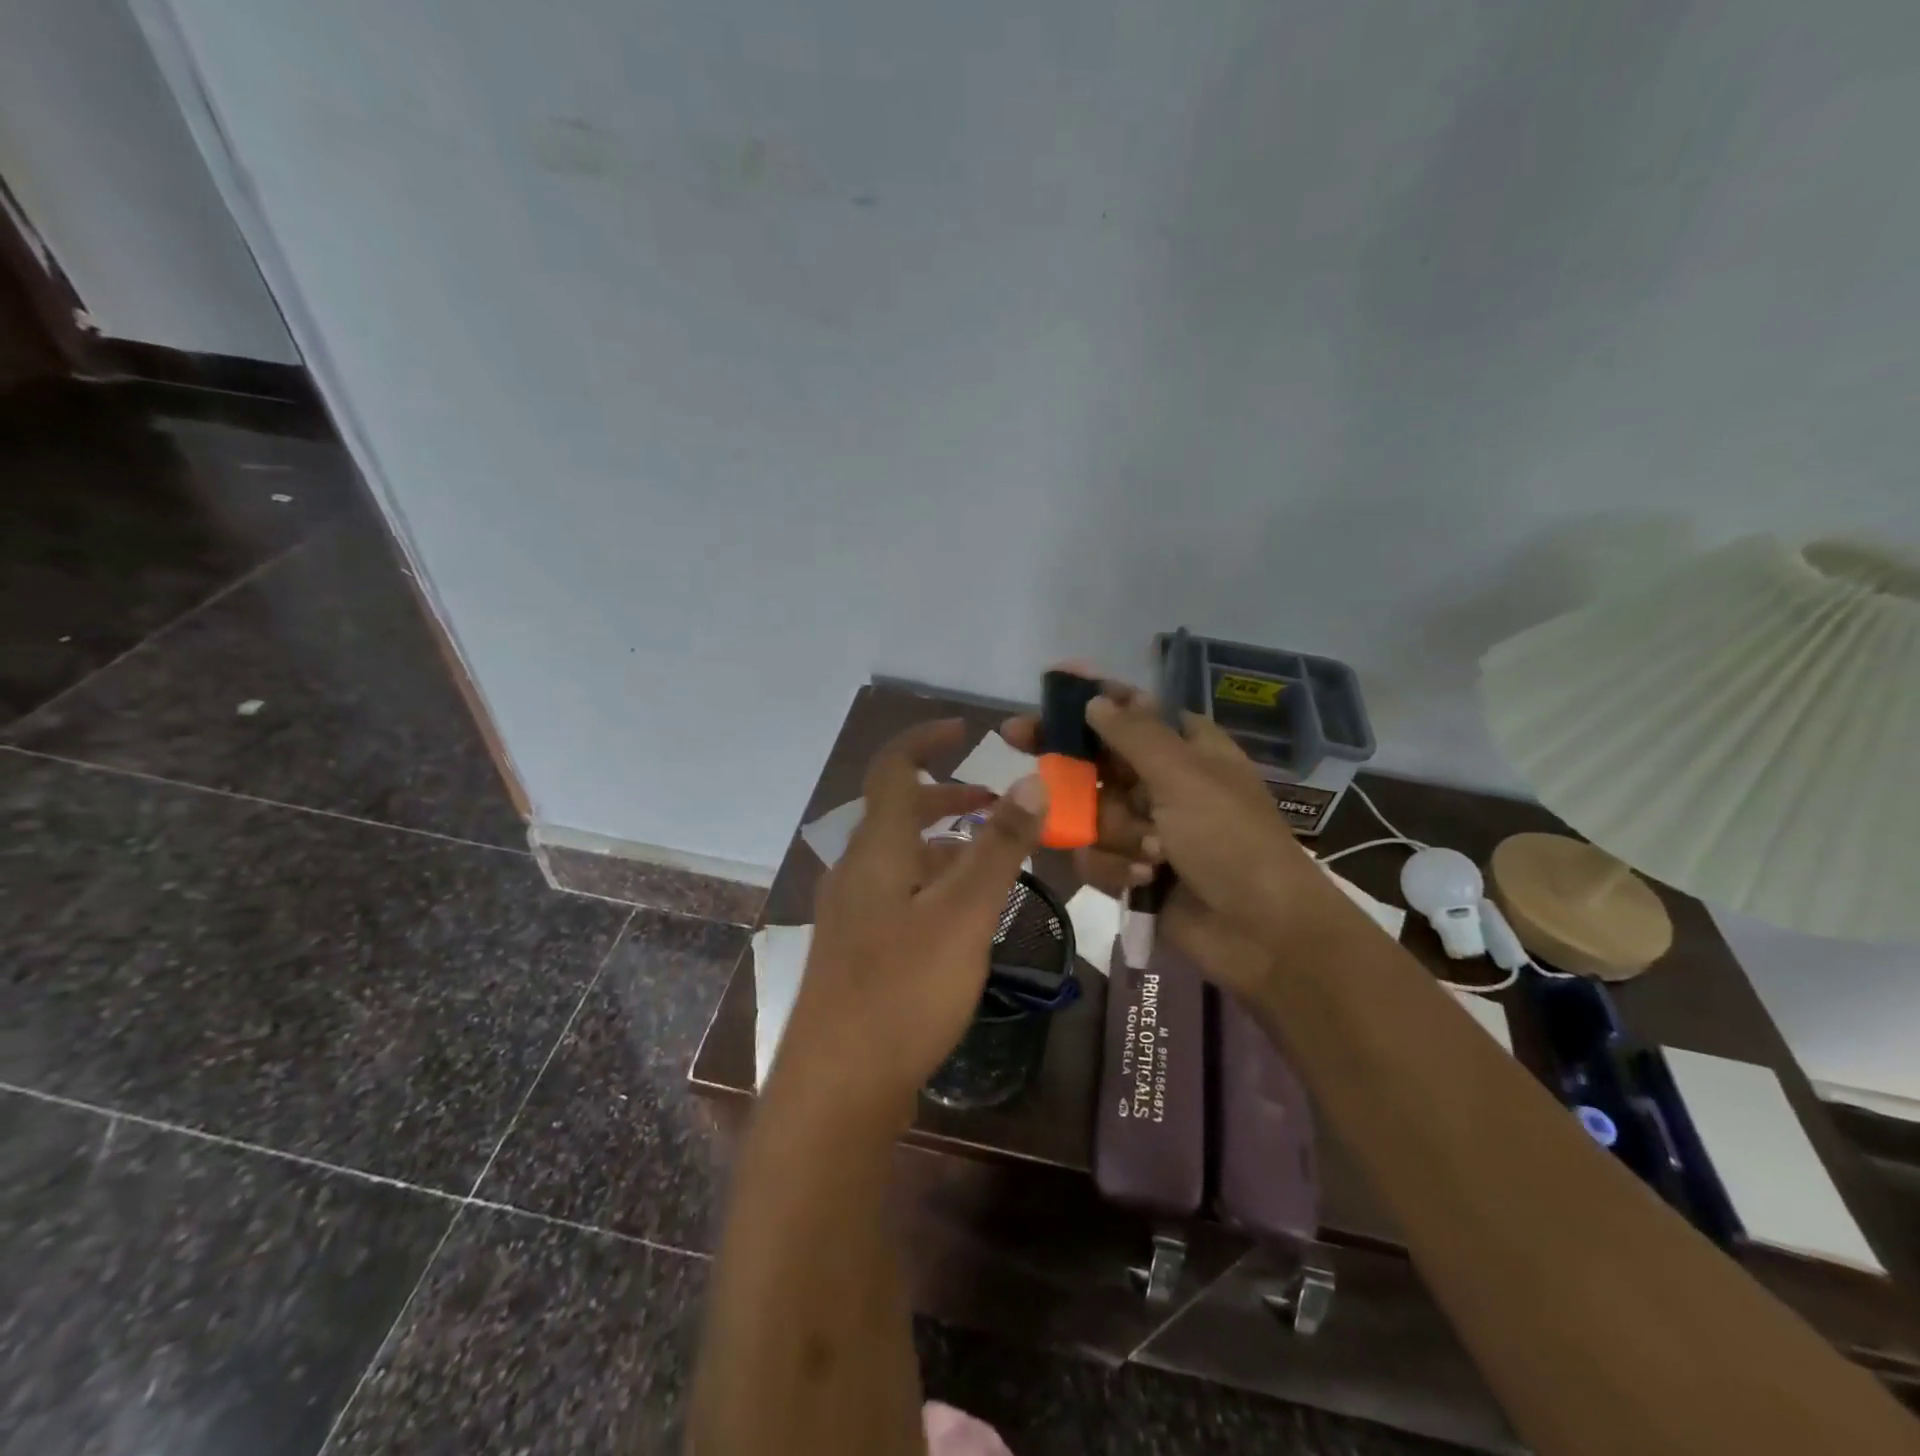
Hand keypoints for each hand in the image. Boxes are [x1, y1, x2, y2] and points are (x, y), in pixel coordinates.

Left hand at [772, 719, 1047, 1129]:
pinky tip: (959, 914)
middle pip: (897, 812)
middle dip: (946, 797)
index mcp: (875, 849)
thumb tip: (1031, 780)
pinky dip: (931, 881)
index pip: (893, 769)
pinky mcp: (856, 948)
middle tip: (995, 803)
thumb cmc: (903, 990)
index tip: (964, 729)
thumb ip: (998, 847)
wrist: (837, 1086)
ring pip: (899, 856)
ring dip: (942, 843)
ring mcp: (851, 912)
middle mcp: (855, 870)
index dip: (924, 740)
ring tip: (989, 857)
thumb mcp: (963, 914)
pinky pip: (896, 892)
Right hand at [1003, 678, 1340, 998]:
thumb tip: (1095, 700)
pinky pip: (1094, 855)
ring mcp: (1143, 827)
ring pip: (1090, 812)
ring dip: (1115, 833)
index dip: (1092, 696)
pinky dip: (1118, 868)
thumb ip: (1134, 735)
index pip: (1130, 709)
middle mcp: (1159, 782)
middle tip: (1016, 736)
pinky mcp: (1130, 868)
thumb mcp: (1185, 777)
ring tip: (1153, 853)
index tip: (1052, 682)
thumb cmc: (1231, 840)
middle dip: (1068, 761)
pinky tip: (1146, 879)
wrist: (1261, 933)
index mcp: (1185, 748)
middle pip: (1095, 757)